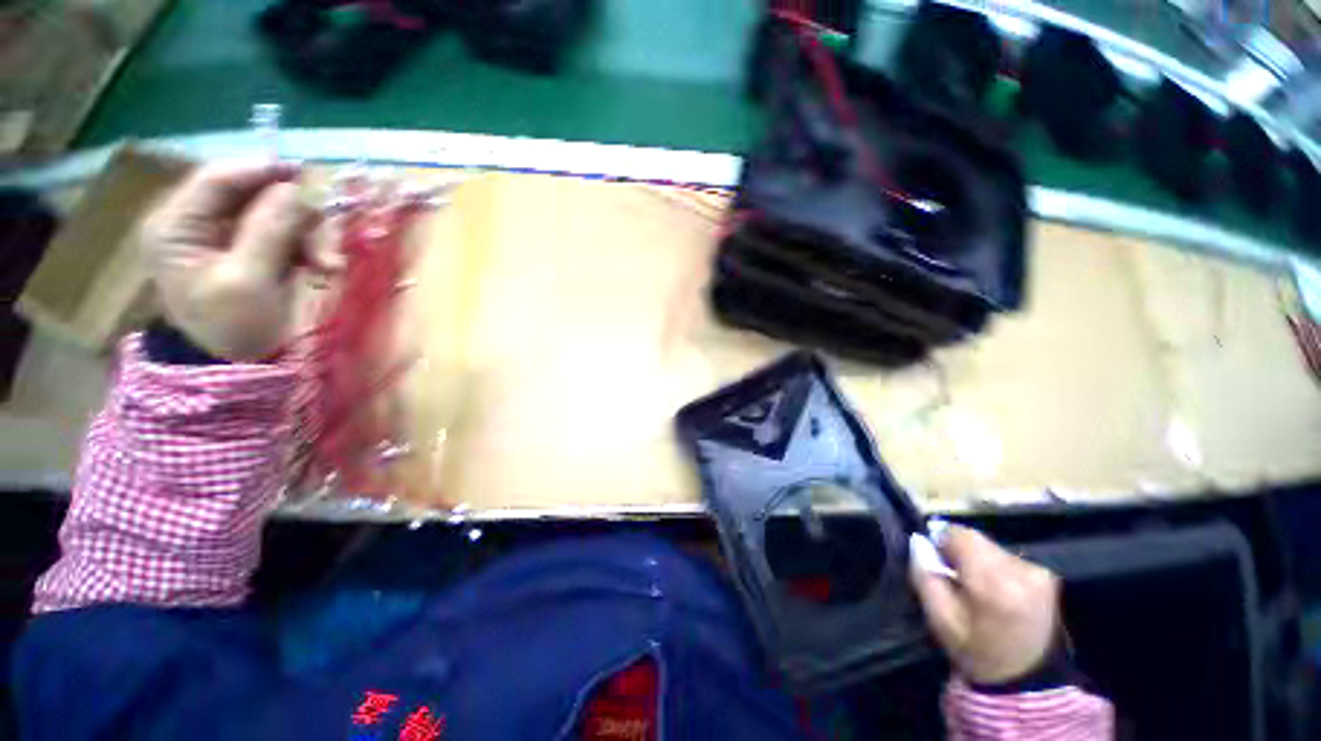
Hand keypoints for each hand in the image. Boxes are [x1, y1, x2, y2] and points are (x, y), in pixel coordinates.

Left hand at [140, 161, 316, 360]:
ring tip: (330, 268)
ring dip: (311, 237)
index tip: (309, 175)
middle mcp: (198, 221)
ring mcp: (226, 235)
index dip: (263, 170)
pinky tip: (323, 269)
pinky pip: (288, 233)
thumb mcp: (249, 280)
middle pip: (255, 194)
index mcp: (176, 225)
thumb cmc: (233, 328)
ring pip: (279, 213)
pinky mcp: (251, 248)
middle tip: (329, 251)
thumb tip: (299, 188)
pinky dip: (310, 248)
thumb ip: (270, 230)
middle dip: (298, 218)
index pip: (217, 178)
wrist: (239, 367)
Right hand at [909, 525, 1061, 684]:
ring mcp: (1039, 574)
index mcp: (992, 582)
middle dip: (960, 551)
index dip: (941, 540)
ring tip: (974, 586)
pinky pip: (1009, 558)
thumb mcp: (940, 619)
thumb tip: (918, 541)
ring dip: (978, 559)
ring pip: (992, 547)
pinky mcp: (1048, 578)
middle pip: (978, 539)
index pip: (960, 534)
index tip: (935, 559)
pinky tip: (995, 590)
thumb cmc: (976, 651)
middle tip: (952, 575)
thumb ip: (924, 576)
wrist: (1028, 684)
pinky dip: (996, 567)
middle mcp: (1020, 571)